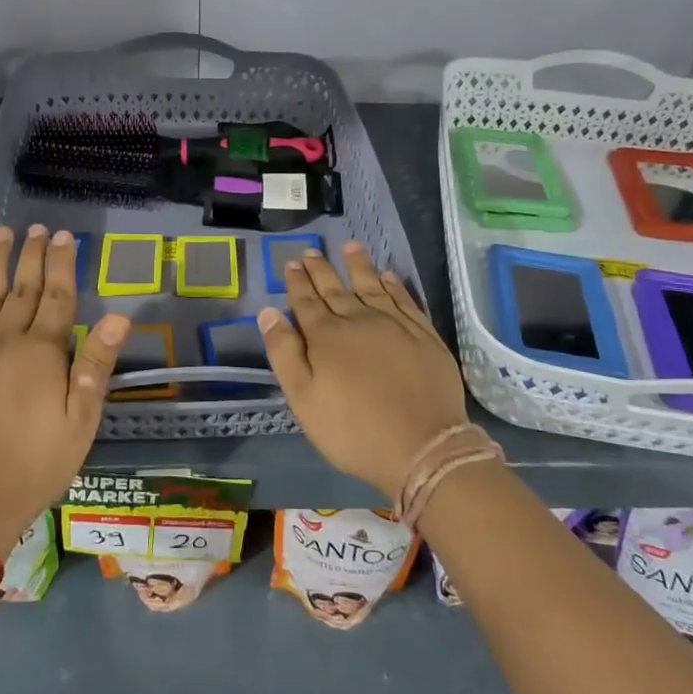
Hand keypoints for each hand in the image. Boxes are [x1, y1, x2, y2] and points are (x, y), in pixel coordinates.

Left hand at [0, 225, 127, 554]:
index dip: (62, 264)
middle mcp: (4, 339)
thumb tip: (119, 317)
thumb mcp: (81, 422)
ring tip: (4, 233)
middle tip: (39, 227)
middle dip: (32, 254)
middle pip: (22, 287)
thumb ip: (96, 366)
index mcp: (42, 353)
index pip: (56, 296)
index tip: (65, 237)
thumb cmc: (35, 463)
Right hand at [259, 241, 468, 501]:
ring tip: (350, 246)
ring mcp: (395, 325)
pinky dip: (394, 285)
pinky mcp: (423, 334)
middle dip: (321, 270)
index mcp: (326, 337)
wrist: (423, 447)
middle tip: (311, 251)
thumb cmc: (353, 430)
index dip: (297, 282)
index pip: (306, 302)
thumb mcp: (304, 400)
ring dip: (358, 266)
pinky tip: (388, 275)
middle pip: (336, 289)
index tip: (292, 263)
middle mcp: (359, 321)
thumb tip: (268, 312)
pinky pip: (405, 299)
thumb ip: (284, 353)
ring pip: (372, 286)